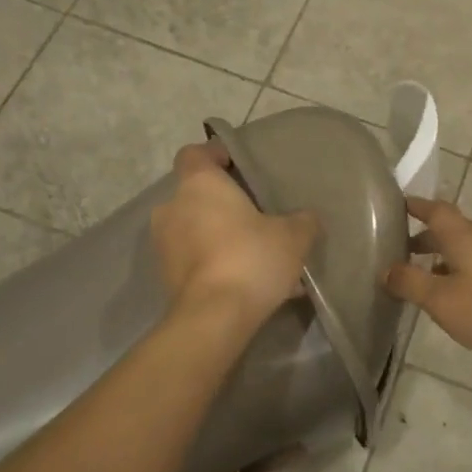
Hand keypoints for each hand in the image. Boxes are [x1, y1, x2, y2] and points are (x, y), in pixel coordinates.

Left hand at [151, 143, 319, 329]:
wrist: (214, 317)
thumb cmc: (251, 258)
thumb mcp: (293, 236)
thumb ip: (303, 221)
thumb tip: (307, 218)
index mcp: (198, 184)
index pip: (195, 153)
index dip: (214, 154)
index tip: (238, 165)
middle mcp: (173, 208)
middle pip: (196, 194)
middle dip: (223, 203)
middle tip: (255, 214)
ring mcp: (164, 244)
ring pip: (195, 229)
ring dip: (220, 236)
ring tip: (256, 254)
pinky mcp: (166, 277)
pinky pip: (196, 260)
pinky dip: (216, 264)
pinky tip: (248, 282)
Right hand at [384, 197, 471, 365]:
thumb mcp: (443, 301)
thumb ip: (411, 283)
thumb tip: (386, 269)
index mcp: (464, 237)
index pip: (435, 210)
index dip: (416, 206)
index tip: (397, 205)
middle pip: (452, 229)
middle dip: (426, 236)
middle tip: (402, 249)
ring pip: (468, 249)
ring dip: (444, 257)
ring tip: (425, 278)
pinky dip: (463, 272)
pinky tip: (461, 297)